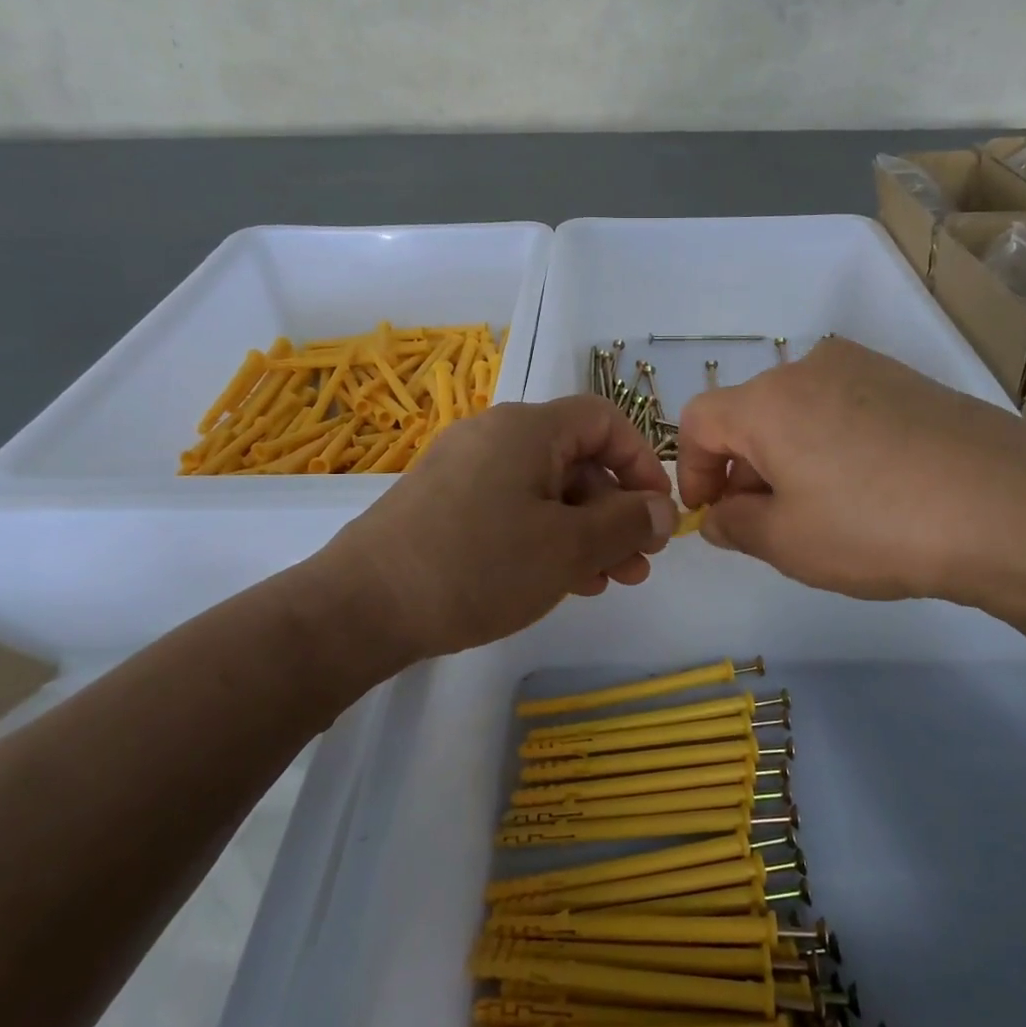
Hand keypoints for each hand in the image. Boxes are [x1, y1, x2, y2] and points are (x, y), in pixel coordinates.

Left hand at [320, 396, 677, 661]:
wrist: (362, 606)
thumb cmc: (477, 566)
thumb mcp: (567, 548)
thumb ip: (625, 523)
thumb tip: (663, 509)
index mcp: (527, 428)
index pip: (604, 420)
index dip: (641, 462)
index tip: (658, 513)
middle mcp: (495, 436)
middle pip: (576, 460)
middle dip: (615, 511)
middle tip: (638, 564)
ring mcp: (464, 470)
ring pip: (545, 491)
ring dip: (584, 532)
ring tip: (607, 581)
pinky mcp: (444, 504)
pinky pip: (511, 508)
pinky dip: (544, 537)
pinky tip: (561, 580)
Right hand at [677, 337, 1025, 607]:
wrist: (1012, 508)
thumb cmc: (876, 527)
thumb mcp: (787, 543)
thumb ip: (735, 526)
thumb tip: (720, 515)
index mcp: (767, 400)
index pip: (698, 421)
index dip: (692, 469)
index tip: (711, 514)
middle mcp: (810, 368)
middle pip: (750, 414)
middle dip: (744, 469)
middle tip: (767, 524)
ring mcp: (866, 368)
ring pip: (798, 411)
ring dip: (789, 457)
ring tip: (823, 511)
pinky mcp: (909, 381)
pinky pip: (844, 408)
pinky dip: (832, 445)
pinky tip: (869, 489)